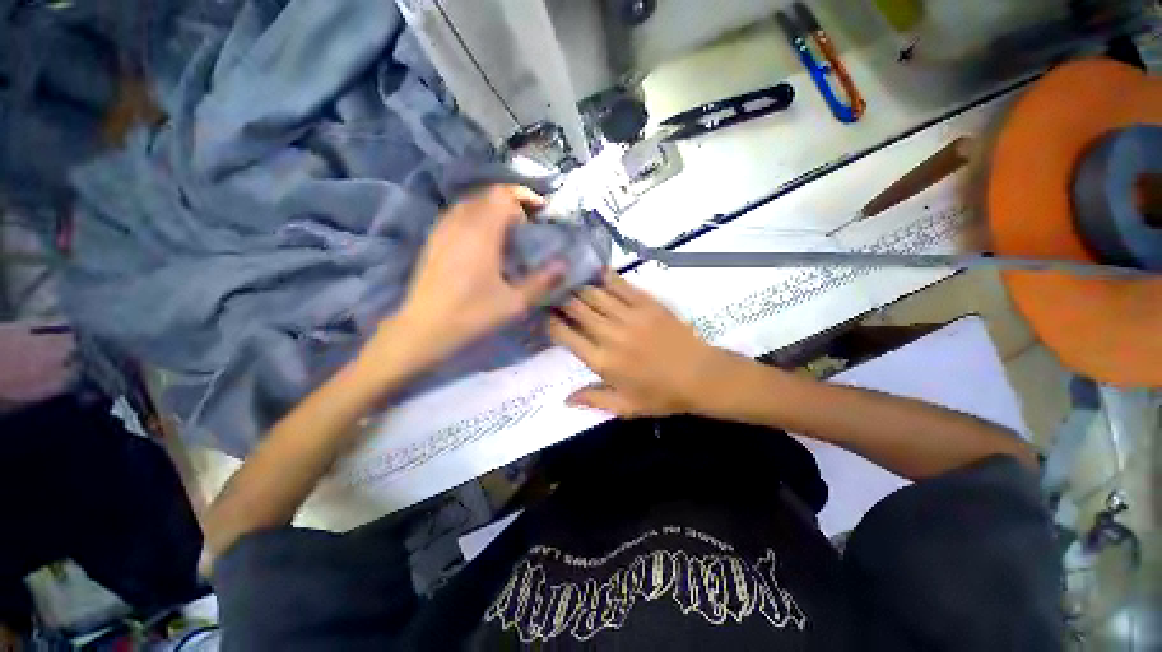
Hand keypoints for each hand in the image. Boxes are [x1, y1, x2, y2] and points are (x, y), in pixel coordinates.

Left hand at [366, 185, 563, 373]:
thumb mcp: (514, 303)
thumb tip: (564, 264)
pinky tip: (484, 241)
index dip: (524, 197)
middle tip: (528, 224)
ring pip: (471, 203)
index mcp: (481, 233)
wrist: (424, 328)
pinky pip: (458, 214)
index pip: (502, 195)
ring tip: (508, 231)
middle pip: (487, 195)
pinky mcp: (433, 240)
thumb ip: (541, 281)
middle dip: (511, 202)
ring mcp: (443, 229)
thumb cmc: (472, 315)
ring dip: (493, 209)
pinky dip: (476, 217)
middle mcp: (460, 223)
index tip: (541, 211)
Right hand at [549, 271, 726, 417]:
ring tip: (568, 281)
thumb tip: (564, 399)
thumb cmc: (661, 395)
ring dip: (579, 287)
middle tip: (552, 294)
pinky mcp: (647, 303)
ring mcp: (630, 315)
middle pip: (576, 308)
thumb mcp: (625, 407)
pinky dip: (606, 277)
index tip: (545, 316)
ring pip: (594, 294)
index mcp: (602, 361)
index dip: (551, 323)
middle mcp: (610, 334)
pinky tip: (596, 271)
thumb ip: (593, 400)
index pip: (566, 335)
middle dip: (560, 300)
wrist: (701, 376)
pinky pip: (621, 285)